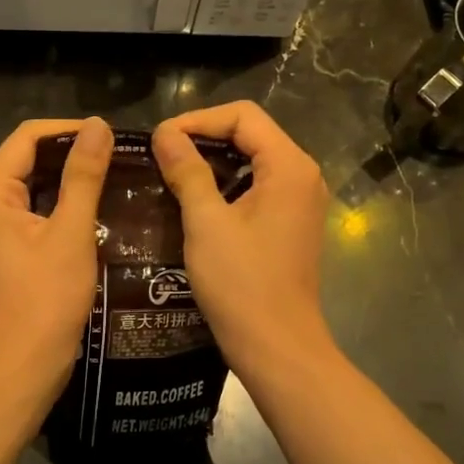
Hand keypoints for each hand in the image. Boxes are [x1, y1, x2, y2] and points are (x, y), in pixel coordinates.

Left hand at [0, 117, 112, 401]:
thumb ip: (83, 176)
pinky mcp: (6, 245)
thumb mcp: (70, 232)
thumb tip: (98, 125)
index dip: (70, 130)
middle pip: (29, 157)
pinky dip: (63, 203)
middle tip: (119, 154)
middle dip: (72, 153)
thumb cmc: (45, 298)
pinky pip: (35, 208)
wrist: (22, 365)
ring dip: (70, 178)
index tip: (111, 135)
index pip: (29, 137)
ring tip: (115, 173)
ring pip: (34, 183)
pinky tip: (98, 205)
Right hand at [152, 101, 329, 370]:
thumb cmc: (242, 283)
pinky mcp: (291, 222)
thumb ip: (187, 171)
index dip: (198, 119)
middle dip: (204, 137)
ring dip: (212, 161)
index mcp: (289, 166)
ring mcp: (299, 200)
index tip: (161, 139)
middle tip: (162, 153)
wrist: (277, 347)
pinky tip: (194, 199)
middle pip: (250, 132)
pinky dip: (226, 184)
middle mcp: (302, 175)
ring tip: (170, 172)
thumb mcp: (206, 222)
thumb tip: (164, 133)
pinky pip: (257, 185)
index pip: (243, 116)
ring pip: (252, 159)